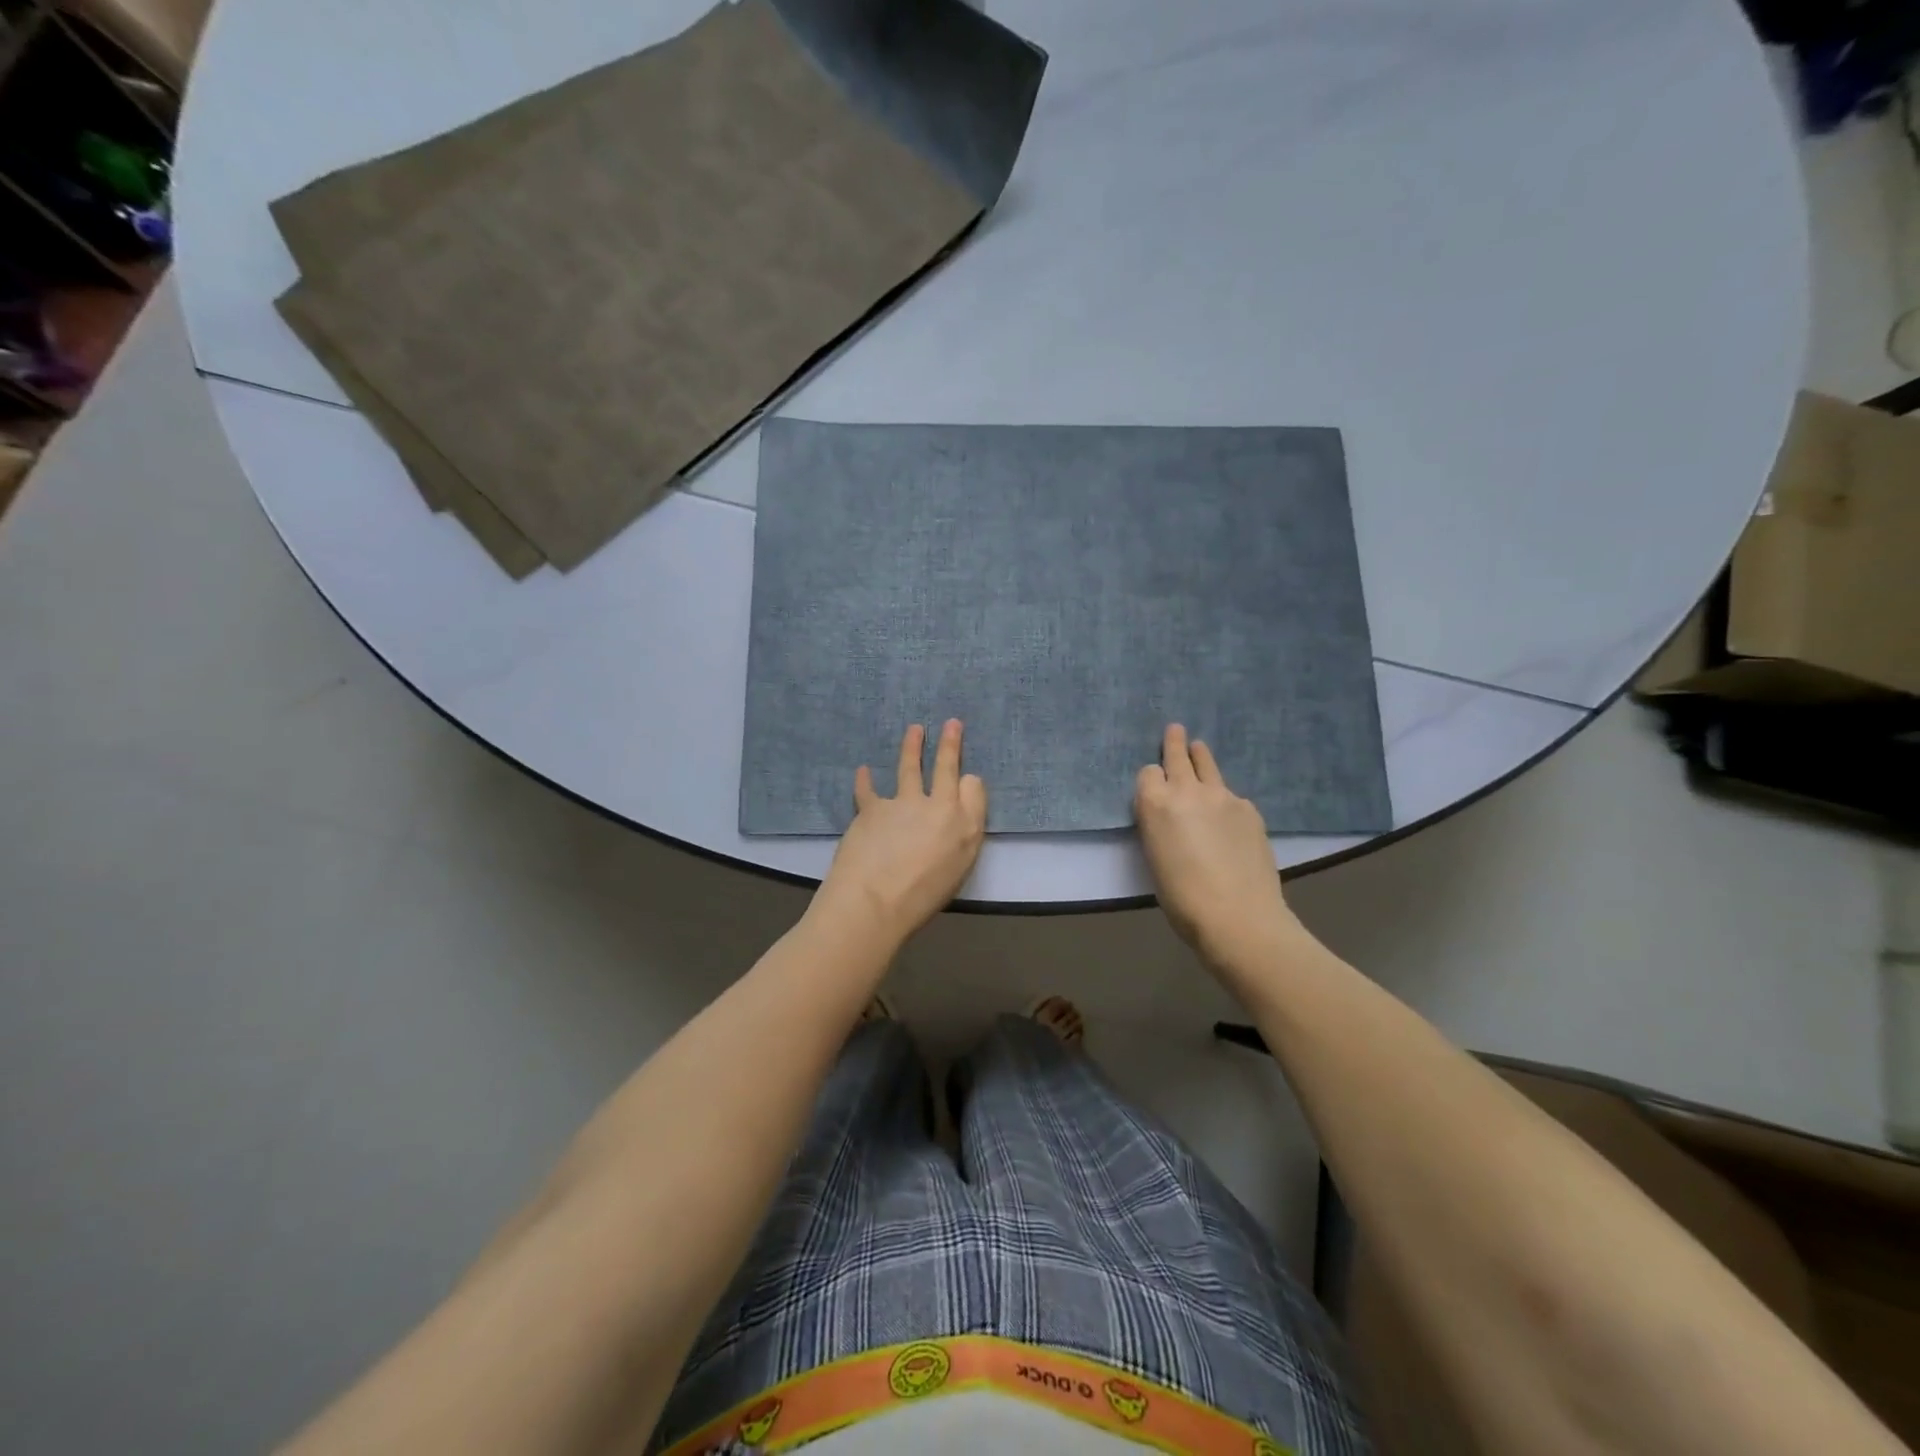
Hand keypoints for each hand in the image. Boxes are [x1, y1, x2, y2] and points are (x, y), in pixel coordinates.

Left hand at [814, 720, 987, 946]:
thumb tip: (952, 817)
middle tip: (951, 723)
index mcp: (965, 827)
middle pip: (946, 767)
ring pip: (910, 767)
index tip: (966, 777)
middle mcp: (939, 807)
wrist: (874, 902)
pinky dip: (864, 780)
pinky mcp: (873, 807)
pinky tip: (863, 771)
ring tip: (914, 730)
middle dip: (950, 743)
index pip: (973, 789)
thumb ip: (960, 838)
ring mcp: (904, 803)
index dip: (969, 781)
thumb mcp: (957, 871)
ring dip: (912, 746)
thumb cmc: (921, 899)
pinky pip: (868, 789)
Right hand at [1135, 724, 1306, 971]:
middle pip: (1177, 756)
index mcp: (1154, 804)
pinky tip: (1229, 818)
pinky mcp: (1249, 808)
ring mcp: (1222, 796)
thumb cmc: (1182, 898)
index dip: (1151, 779)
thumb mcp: (1155, 857)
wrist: (1237, 916)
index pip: (1149, 772)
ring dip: (1200, 758)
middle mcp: (1187, 790)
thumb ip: (1159, 826)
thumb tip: (1172, 816)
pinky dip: (1224, 799)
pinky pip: (1231, 794)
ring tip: (1199, 748)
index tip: (1154, 788)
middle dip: (1174, 742)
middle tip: (1175, 729)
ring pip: (1208, 765)